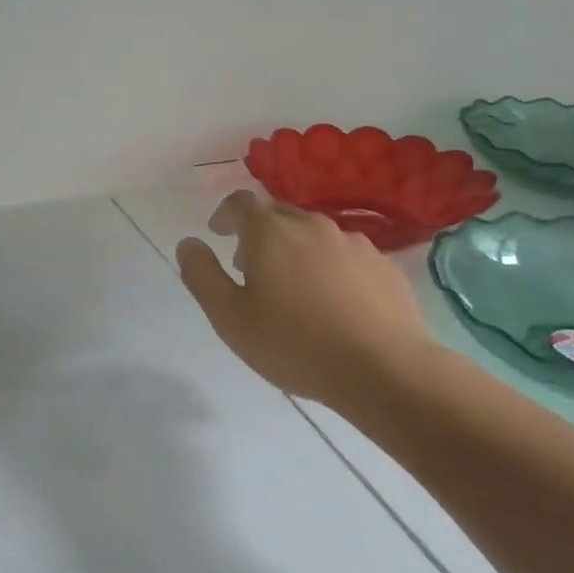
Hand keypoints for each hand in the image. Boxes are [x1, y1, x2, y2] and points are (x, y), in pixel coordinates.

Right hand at [177, 191, 439, 411]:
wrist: (385, 370)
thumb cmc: (296, 345)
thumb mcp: (230, 318)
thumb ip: (202, 275)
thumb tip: (188, 243)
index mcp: (270, 232)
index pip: (241, 202)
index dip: (225, 214)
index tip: (219, 234)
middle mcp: (313, 225)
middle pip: (278, 215)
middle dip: (258, 234)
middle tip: (250, 269)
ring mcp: (354, 243)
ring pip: (314, 235)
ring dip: (295, 250)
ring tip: (294, 291)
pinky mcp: (384, 265)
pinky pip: (346, 256)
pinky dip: (330, 268)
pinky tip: (334, 304)